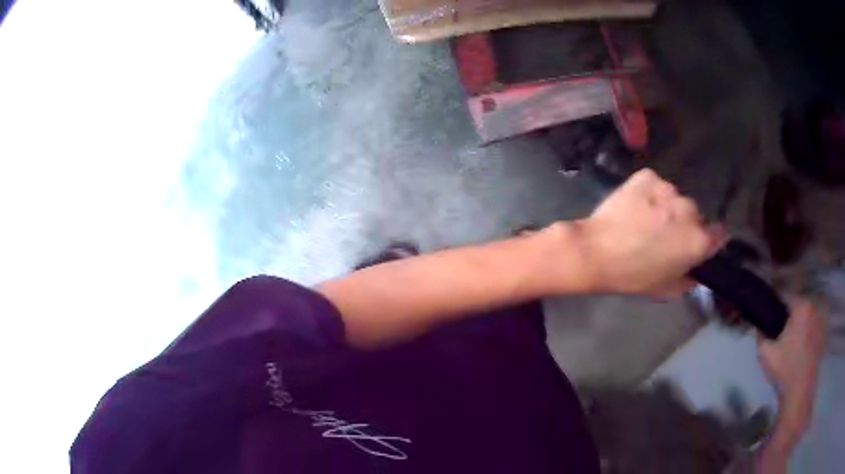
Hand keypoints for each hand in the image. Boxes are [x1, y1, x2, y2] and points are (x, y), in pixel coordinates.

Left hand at [575, 169, 724, 295]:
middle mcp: (689, 210)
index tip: (698, 244)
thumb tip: (697, 269)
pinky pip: (655, 185)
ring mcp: (668, 189)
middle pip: (695, 215)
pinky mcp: (647, 176)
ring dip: (667, 207)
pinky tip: (635, 206)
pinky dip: (649, 193)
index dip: (709, 240)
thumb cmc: (633, 276)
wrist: (596, 251)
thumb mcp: (668, 289)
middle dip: (684, 224)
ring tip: (645, 221)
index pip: (719, 235)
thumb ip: (690, 278)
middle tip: (663, 236)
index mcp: (698, 240)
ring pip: (675, 198)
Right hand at [758, 299, 825, 431]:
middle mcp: (814, 306)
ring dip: (800, 322)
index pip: (786, 296)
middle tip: (781, 331)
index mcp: (801, 306)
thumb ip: (761, 335)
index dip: (776, 305)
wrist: (800, 391)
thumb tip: (758, 325)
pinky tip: (801, 346)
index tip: (770, 316)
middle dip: (790, 314)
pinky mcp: (824, 332)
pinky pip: (814, 325)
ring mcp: (821, 319)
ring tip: (792, 339)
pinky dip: (808, 330)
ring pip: (807, 314)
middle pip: (798, 304)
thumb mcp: (766, 354)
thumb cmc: (784, 370)